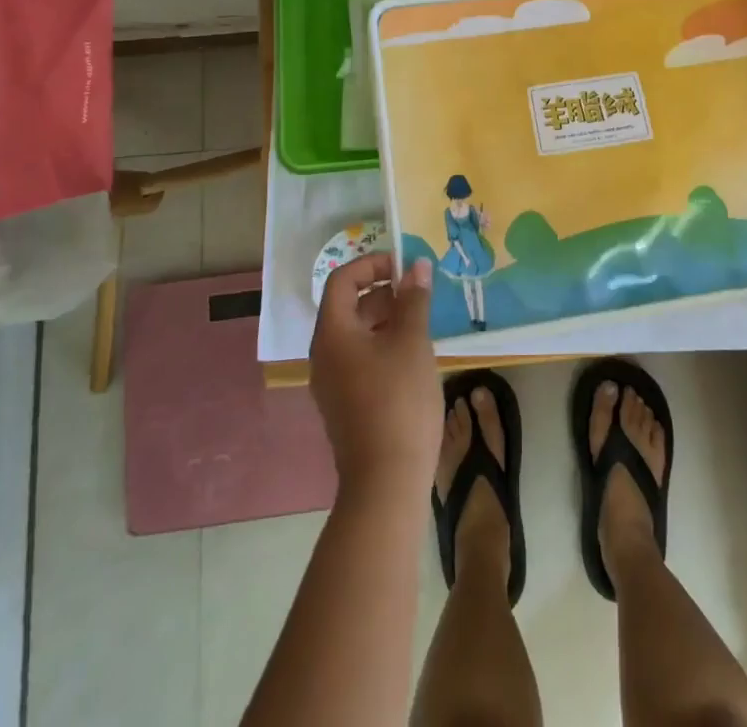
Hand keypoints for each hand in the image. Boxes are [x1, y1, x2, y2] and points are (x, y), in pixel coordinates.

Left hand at [310, 252, 440, 497]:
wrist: (386, 482)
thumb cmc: (398, 401)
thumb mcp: (412, 341)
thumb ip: (414, 298)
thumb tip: (417, 265)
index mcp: (332, 333)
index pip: (342, 280)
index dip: (372, 264)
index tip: (405, 266)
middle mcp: (324, 354)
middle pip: (348, 306)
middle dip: (383, 291)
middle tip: (419, 291)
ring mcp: (332, 382)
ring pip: (357, 334)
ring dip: (386, 318)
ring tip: (422, 320)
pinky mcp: (346, 404)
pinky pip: (360, 358)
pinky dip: (383, 344)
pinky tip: (414, 354)